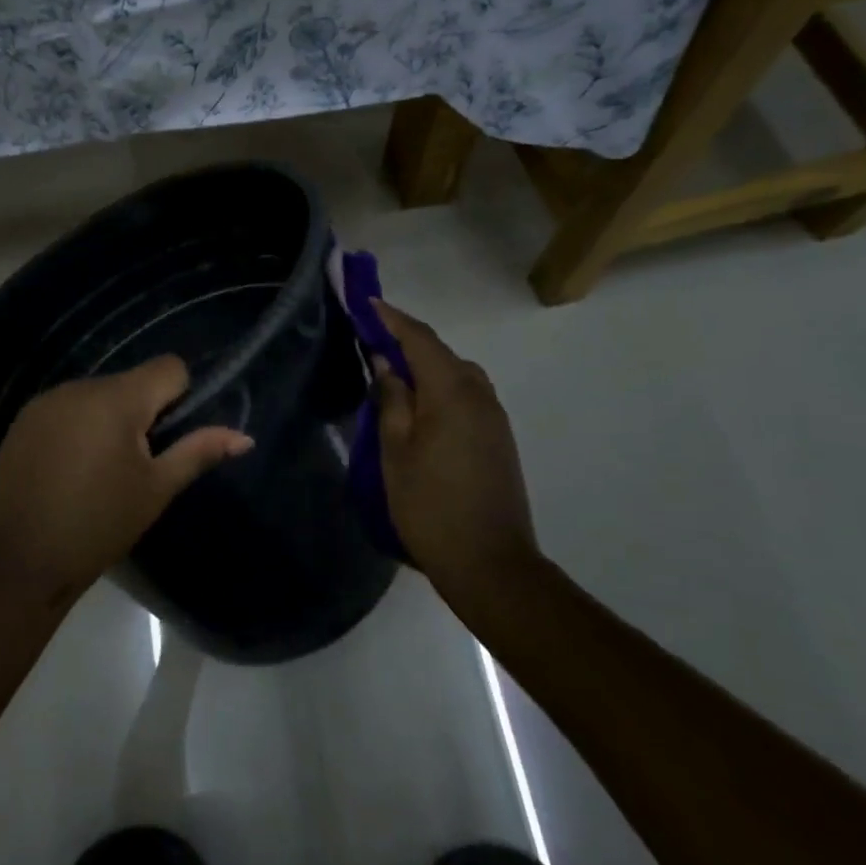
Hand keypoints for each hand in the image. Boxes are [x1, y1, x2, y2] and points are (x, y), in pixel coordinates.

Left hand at [0, 355, 253, 607]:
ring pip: (97, 395)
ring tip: (99, 471)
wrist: (21, 561)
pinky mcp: (23, 419)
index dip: (180, 397)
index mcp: (116, 399)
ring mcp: (45, 401)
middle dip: (142, 413)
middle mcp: (79, 386)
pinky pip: (66, 408)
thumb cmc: (100, 525)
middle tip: (135, 465)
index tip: (168, 439)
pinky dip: (78, 427)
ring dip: (108, 419)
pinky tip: (68, 469)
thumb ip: (199, 452)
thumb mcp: (156, 489)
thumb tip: (244, 436)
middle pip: (131, 382)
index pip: (168, 367)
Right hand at [371, 301, 540, 613]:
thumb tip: (387, 363)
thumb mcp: (395, 451)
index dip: (392, 318)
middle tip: (372, 340)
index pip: (420, 340)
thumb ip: (392, 399)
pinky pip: (466, 395)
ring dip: (426, 364)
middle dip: (407, 340)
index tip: (367, 301)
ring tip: (393, 373)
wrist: (490, 563)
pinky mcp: (498, 438)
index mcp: (452, 393)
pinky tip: (420, 405)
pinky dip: (441, 386)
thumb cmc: (430, 505)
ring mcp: (494, 417)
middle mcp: (480, 395)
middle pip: (442, 353)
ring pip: (457, 374)